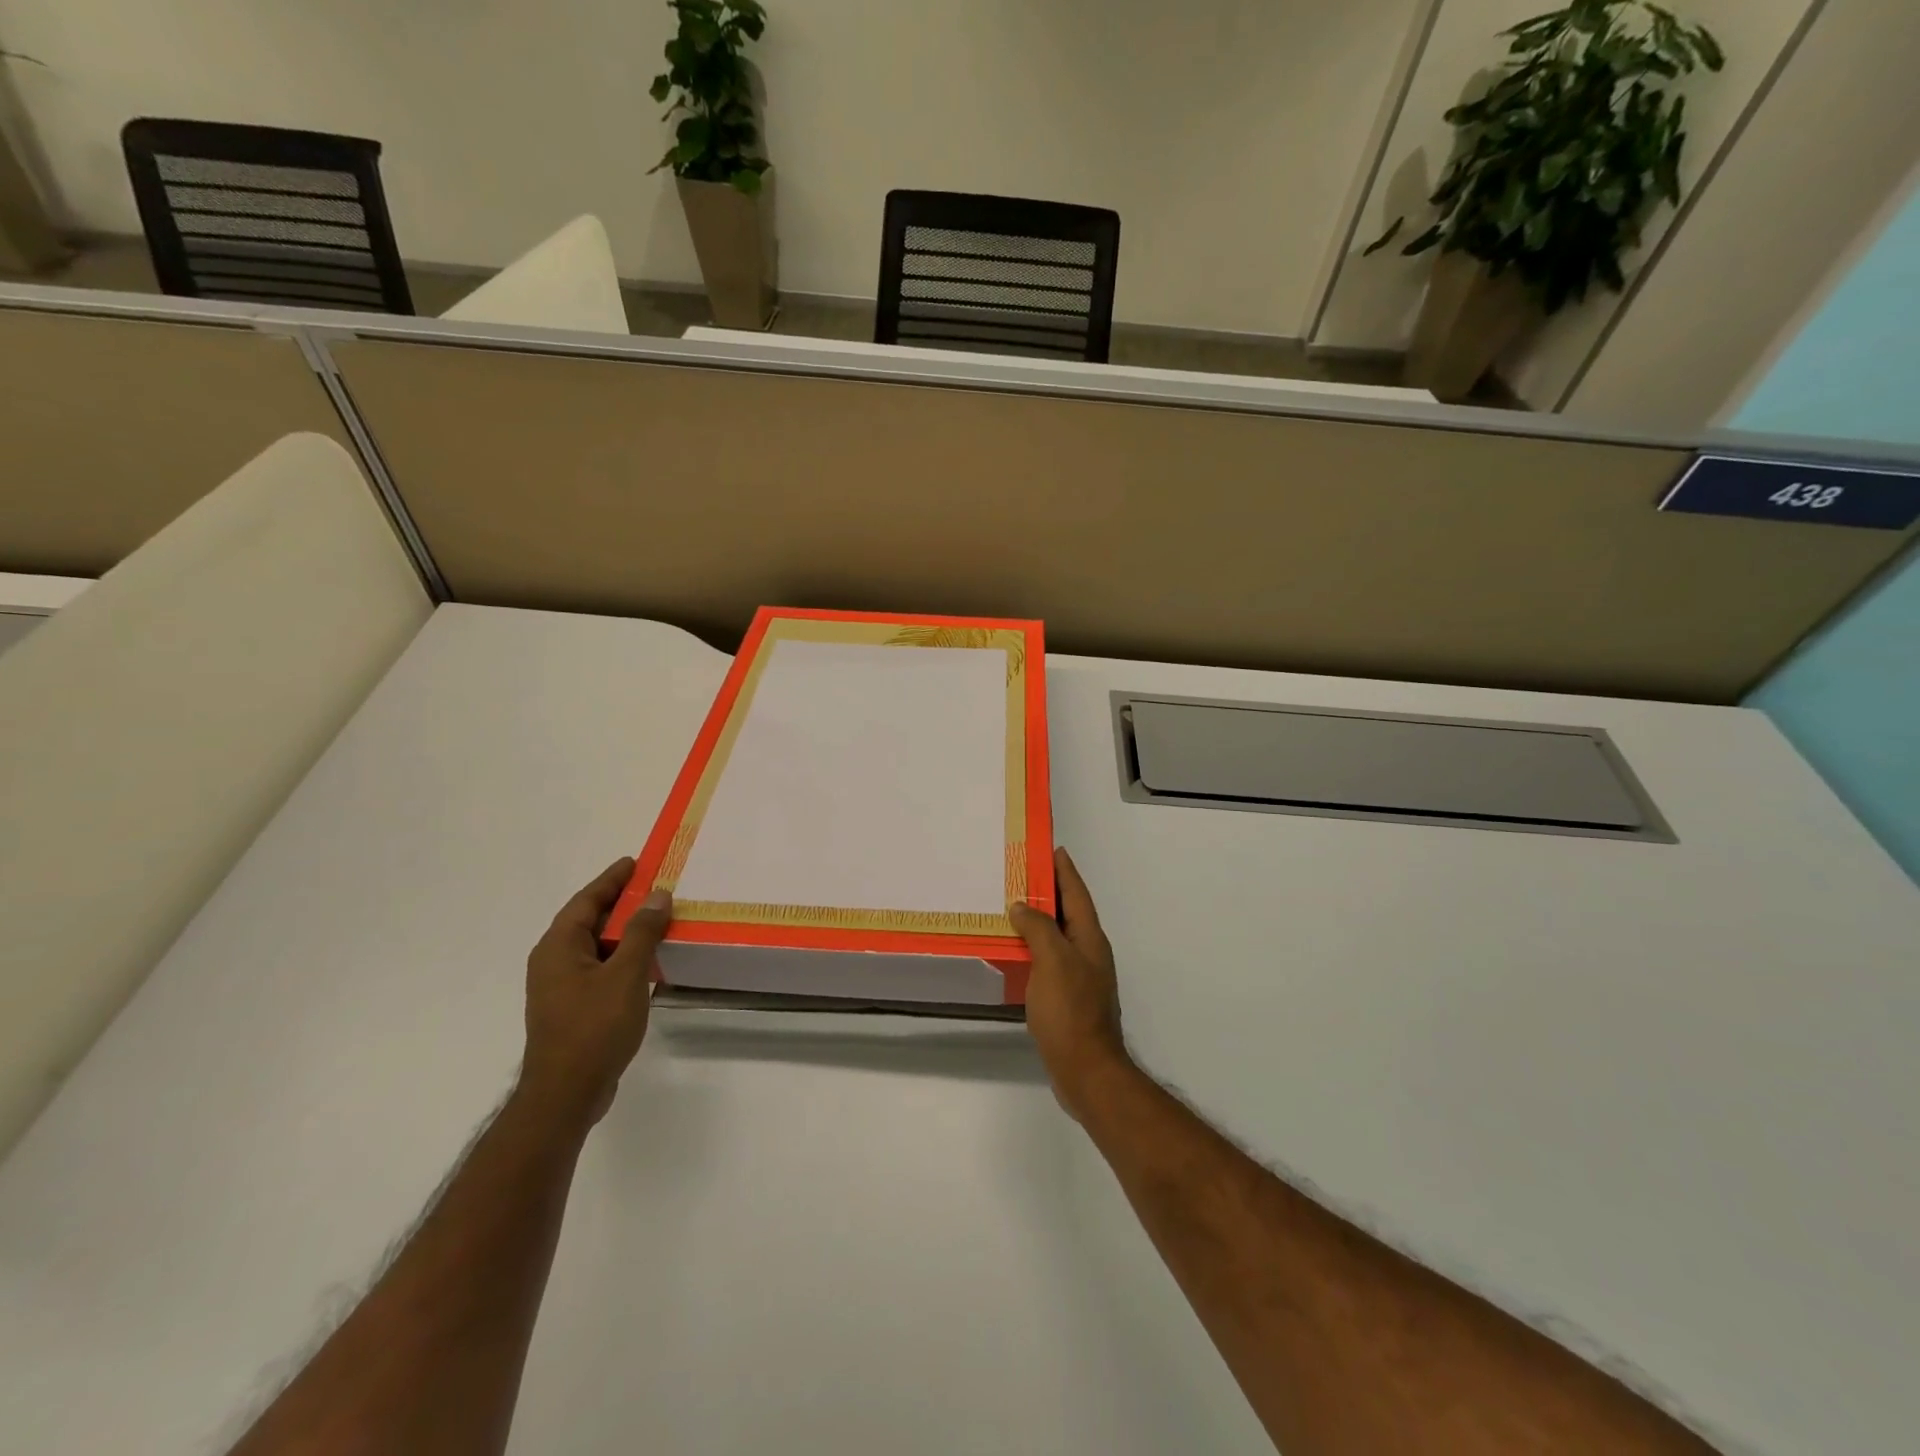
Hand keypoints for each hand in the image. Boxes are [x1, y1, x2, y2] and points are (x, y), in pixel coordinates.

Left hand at [519, 858, 671, 1128]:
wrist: (567, 1094)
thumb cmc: (593, 1027)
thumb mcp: (626, 974)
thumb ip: (643, 932)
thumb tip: (657, 895)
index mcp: (558, 947)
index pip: (586, 901)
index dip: (612, 880)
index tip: (636, 862)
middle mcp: (554, 962)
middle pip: (590, 921)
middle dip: (622, 903)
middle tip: (655, 887)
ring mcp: (562, 987)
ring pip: (598, 947)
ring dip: (627, 932)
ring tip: (660, 919)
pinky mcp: (574, 1008)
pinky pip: (602, 969)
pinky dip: (624, 958)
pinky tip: (650, 962)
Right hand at [1009, 847, 1132, 1120]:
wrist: (1085, 1070)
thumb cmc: (1070, 1010)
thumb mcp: (1052, 961)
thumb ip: (1039, 928)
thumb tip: (1022, 905)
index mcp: (1089, 939)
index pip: (1077, 894)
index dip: (1065, 871)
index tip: (1051, 848)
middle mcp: (1088, 953)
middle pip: (1069, 912)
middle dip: (1050, 890)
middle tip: (1022, 873)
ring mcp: (1080, 977)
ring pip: (1058, 936)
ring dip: (1039, 919)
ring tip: (1013, 906)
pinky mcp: (1067, 998)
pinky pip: (1049, 959)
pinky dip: (1034, 947)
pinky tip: (1015, 951)